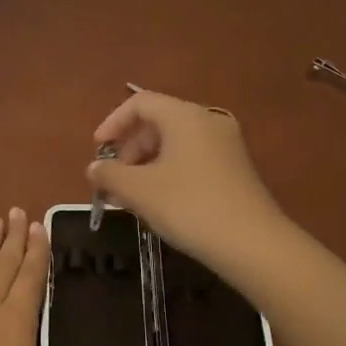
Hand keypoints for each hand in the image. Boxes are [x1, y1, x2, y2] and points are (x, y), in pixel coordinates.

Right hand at [87, 89, 287, 274]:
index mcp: (185, 116)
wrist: (252, 243)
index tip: (98, 150)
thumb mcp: (139, 191)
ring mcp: (226, 145)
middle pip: (158, 122)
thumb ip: (109, 175)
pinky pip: (192, 158)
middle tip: (114, 180)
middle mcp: (208, 121)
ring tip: (132, 196)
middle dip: (129, 149)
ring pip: (175, 143)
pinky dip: (168, 172)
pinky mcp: (234, 169)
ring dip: (146, 164)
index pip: (140, 103)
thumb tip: (94, 168)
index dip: (113, 122)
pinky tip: (159, 202)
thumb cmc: (189, 207)